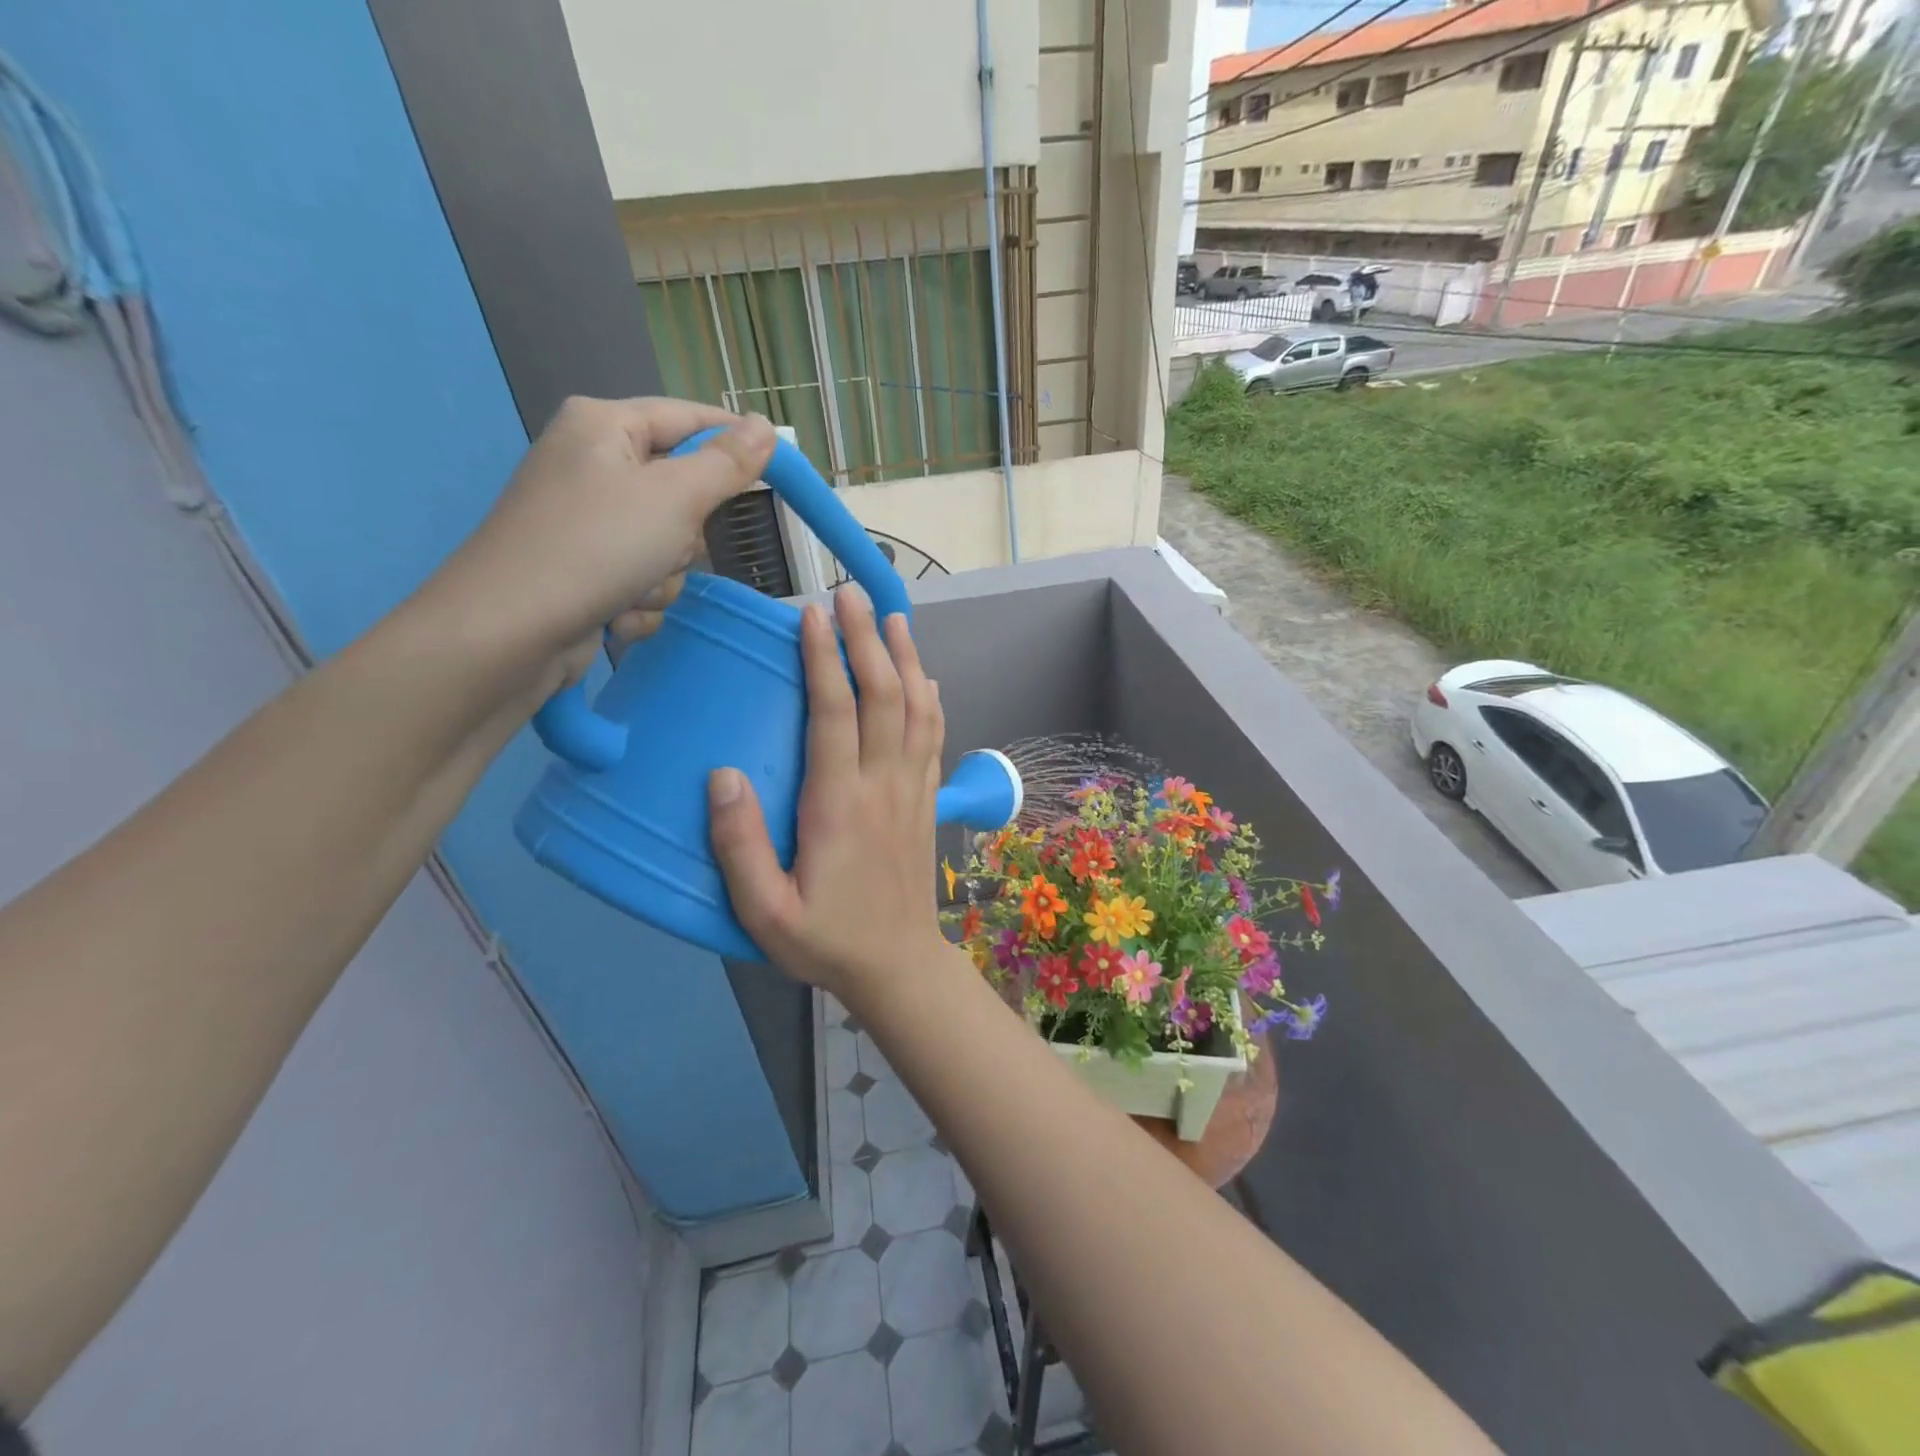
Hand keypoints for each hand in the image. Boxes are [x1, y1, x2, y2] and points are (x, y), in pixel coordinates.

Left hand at [428, 396, 776, 703]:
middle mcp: (592, 466)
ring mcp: (586, 523)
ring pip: (668, 545)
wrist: (510, 633)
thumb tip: (765, 427)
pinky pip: (643, 579)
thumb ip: (727, 464)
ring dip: (665, 576)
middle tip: (672, 544)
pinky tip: (616, 614)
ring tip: (634, 588)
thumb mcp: (676, 498)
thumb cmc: (596, 547)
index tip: (780, 469)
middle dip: (687, 532)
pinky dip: (641, 601)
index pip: (689, 418)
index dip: (735, 441)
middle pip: (681, 490)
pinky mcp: (584, 571)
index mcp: (604, 426)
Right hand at [708, 586, 947, 1001]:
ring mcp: (912, 790)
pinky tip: (924, 678)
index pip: (835, 715)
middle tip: (852, 594)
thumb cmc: (827, 940)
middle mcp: (883, 785)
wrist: (899, 966)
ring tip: (893, 617)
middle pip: (883, 696)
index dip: (825, 661)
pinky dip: (929, 700)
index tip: (813, 616)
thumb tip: (722, 777)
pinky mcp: (926, 801)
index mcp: (839, 806)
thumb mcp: (765, 913)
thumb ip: (738, 848)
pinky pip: (933, 738)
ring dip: (906, 659)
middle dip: (868, 640)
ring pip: (917, 710)